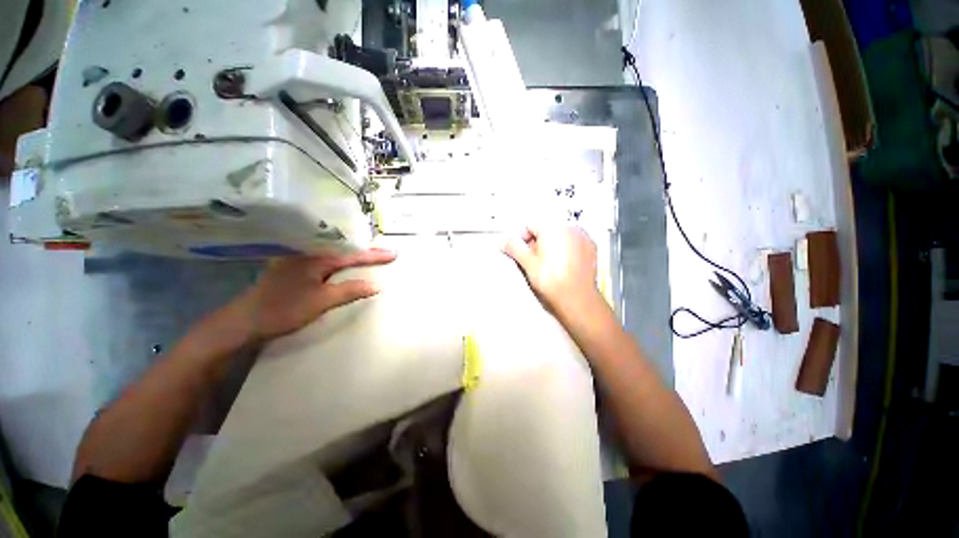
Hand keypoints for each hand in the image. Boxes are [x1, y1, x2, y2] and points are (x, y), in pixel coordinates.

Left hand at [232, 249, 396, 341]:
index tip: (394, 254)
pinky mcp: (293, 269)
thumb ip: (350, 290)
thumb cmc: (283, 309)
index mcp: (315, 257)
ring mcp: (298, 260)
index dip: (374, 256)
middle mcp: (307, 253)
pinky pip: (323, 260)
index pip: (352, 254)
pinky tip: (343, 264)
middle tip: (384, 253)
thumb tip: (377, 285)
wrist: (244, 321)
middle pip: (343, 249)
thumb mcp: (321, 301)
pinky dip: (339, 261)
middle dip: (365, 250)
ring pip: (332, 253)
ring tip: (369, 256)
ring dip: (352, 255)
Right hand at [503, 226, 601, 317]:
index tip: (519, 250)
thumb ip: (514, 248)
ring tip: (547, 266)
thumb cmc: (555, 284)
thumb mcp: (528, 264)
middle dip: (536, 242)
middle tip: (533, 261)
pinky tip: (561, 266)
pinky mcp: (590, 247)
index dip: (521, 238)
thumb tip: (504, 241)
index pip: (529, 224)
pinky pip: (571, 242)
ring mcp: (582, 237)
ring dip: (550, 246)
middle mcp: (570, 228)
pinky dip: (564, 250)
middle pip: (545, 229)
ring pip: (559, 235)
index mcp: (553, 228)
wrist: (578, 300)